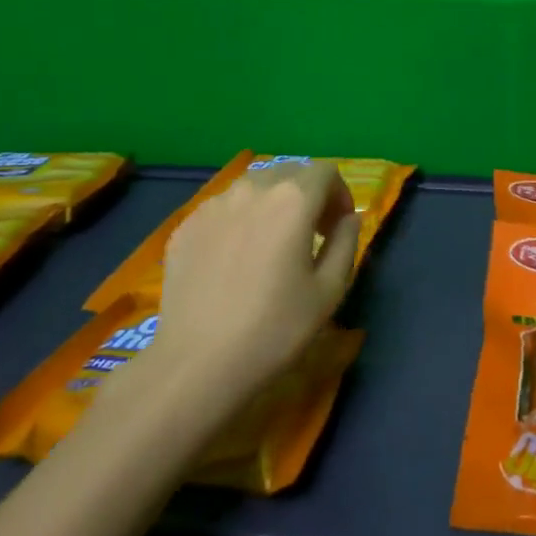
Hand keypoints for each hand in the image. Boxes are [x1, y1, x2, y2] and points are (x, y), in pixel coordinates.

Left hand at [121, 160, 360, 408]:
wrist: (198, 363)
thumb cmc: (275, 328)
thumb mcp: (330, 290)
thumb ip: (346, 242)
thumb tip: (349, 218)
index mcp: (292, 200)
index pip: (325, 171)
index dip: (340, 194)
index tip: (338, 227)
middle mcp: (251, 189)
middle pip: (288, 173)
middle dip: (307, 195)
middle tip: (311, 235)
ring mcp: (212, 205)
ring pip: (253, 187)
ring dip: (272, 204)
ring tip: (272, 244)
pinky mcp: (186, 226)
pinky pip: (223, 208)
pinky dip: (240, 220)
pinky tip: (236, 260)